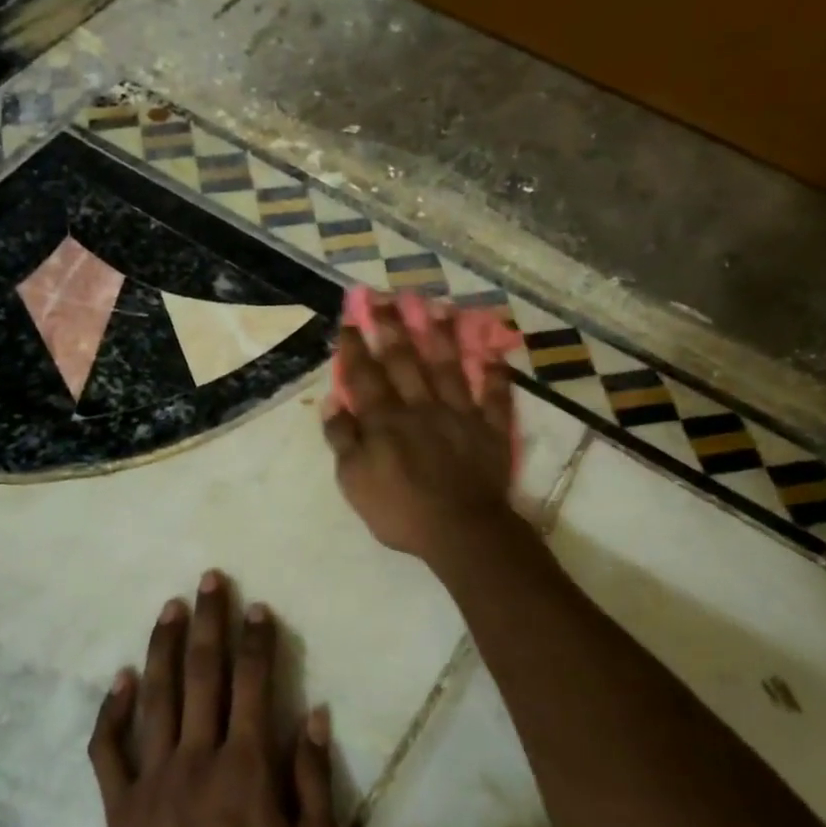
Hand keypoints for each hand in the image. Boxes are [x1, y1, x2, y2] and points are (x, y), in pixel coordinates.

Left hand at [88, 572, 340, 826]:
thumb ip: (315, 783)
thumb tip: (314, 714)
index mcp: (246, 769)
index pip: (253, 685)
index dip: (257, 641)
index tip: (257, 606)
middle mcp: (198, 759)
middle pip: (203, 674)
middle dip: (209, 622)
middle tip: (210, 579)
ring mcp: (152, 780)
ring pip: (156, 697)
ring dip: (163, 646)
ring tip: (170, 606)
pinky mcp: (120, 808)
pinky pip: (109, 750)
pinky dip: (112, 712)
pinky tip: (120, 679)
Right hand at [323, 297, 520, 565]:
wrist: (461, 531)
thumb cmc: (400, 510)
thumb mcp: (354, 481)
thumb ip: (343, 439)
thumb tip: (331, 402)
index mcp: (386, 420)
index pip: (366, 376)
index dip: (357, 347)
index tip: (350, 319)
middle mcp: (421, 406)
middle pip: (405, 360)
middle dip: (393, 326)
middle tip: (385, 296)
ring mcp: (459, 414)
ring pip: (449, 367)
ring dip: (441, 335)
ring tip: (435, 306)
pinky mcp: (490, 429)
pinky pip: (493, 396)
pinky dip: (494, 375)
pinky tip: (493, 354)